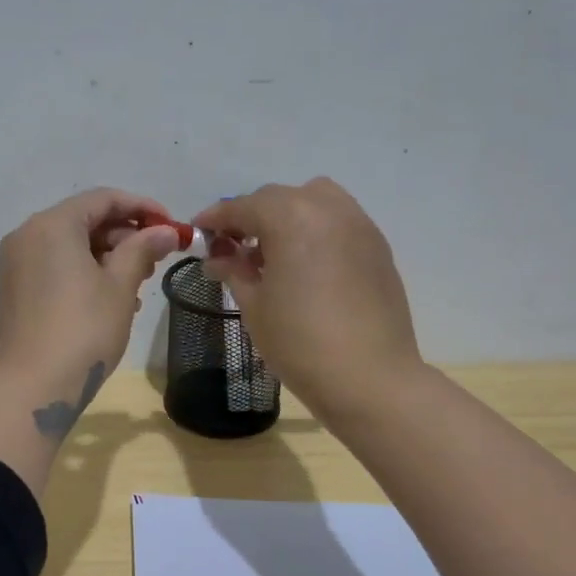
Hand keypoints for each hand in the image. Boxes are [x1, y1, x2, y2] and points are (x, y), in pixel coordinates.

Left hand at [0, 188, 183, 429]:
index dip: (142, 208)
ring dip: (108, 257)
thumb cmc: (83, 330)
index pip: (103, 199)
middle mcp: (28, 235)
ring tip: (139, 284)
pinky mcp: (16, 288)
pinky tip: (112, 299)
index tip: (171, 226)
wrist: (34, 387)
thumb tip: (164, 231)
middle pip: (85, 220)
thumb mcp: (120, 286)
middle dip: (125, 235)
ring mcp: (17, 263)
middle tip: (156, 260)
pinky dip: (85, 272)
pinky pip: (57, 266)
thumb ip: (142, 249)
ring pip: (71, 245)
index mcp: (52, 225)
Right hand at [192, 178, 421, 419]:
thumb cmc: (300, 342)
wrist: (369, 377)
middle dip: (251, 217)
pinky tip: (306, 265)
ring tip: (273, 253)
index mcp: (291, 218)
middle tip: (232, 248)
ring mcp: (359, 225)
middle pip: (279, 199)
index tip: (198, 231)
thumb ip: (234, 271)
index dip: (216, 218)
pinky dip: (315, 231)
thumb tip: (218, 258)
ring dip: (287, 217)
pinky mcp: (377, 246)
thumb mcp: (254, 306)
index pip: (243, 207)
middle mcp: (327, 209)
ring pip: (314, 202)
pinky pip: (338, 222)